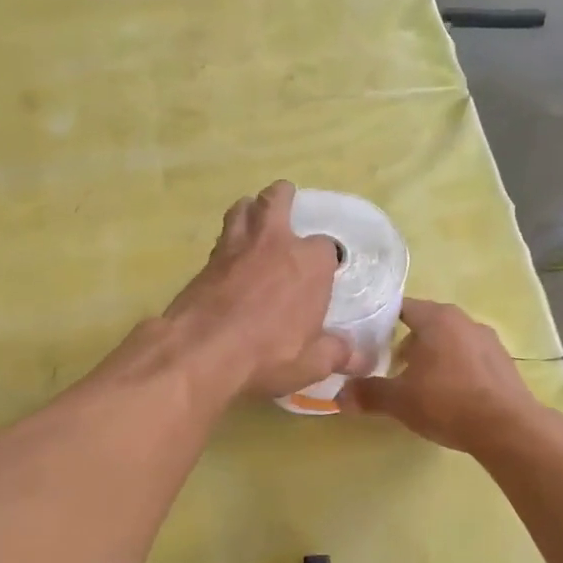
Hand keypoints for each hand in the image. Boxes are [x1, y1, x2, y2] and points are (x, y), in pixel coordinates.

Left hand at [164, 182, 360, 399]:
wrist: (202, 351)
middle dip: (283, 198)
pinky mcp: (205, 262)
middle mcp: (275, 243)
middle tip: (286, 203)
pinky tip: (229, 259)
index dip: (326, 259)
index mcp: (310, 263)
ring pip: (241, 209)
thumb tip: (360, 358)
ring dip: (249, 210)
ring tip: (253, 218)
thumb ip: (337, 354)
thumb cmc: (268, 354)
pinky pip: (220, 240)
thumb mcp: (313, 364)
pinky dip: (227, 242)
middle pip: (277, 201)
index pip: (327, 247)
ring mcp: (235, 247)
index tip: (324, 274)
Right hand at [337, 298, 540, 451]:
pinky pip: (471, 359)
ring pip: (450, 342)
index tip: (367, 341)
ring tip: (420, 386)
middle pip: (427, 325)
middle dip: (408, 344)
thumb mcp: (399, 401)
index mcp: (437, 318)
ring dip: (433, 358)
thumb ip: (367, 394)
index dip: (382, 322)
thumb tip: (338, 396)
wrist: (507, 428)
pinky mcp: (504, 363)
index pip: (403, 308)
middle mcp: (465, 320)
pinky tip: (450, 396)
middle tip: (391, 368)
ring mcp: (489, 341)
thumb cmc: (447, 402)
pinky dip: (456, 370)